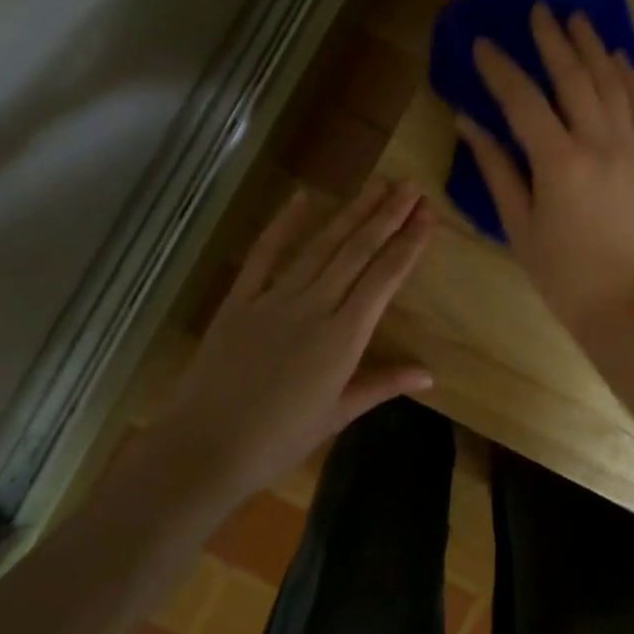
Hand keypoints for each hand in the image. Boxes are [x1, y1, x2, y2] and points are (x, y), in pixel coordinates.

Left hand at [172, 179, 433, 497]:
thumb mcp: (338, 414)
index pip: (385, 277)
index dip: (409, 243)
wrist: (204, 448)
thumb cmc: (279, 439)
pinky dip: (282, 224)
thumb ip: (383, 384)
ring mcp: (275, 298)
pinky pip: (264, 254)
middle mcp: (315, 306)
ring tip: (376, 185)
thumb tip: (429, 374)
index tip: (427, 214)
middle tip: (410, 186)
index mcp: (344, 336)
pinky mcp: (241, 299)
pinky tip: (302, 197)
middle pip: (358, 251)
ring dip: (351, 213)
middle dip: (387, 215)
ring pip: (321, 246)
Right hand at [456, 2, 633, 337]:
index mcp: (559, 162)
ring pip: (611, 82)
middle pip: (574, 77)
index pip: (523, 100)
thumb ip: (495, 167)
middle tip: (537, 9)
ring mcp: (628, 147)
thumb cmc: (560, 271)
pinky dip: (628, 75)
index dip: (500, 69)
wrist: (622, 301)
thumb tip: (469, 123)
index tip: (482, 42)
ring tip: (576, 18)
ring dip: (592, 46)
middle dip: (553, 40)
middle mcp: (598, 143)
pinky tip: (618, 56)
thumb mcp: (517, 223)